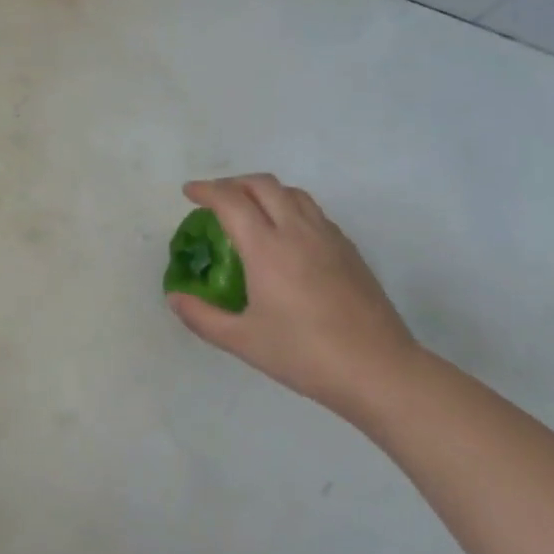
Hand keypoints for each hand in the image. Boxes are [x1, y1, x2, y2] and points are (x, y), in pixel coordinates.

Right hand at [167, 175, 421, 417]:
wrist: (379, 370)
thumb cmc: (304, 355)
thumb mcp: (242, 341)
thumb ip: (201, 317)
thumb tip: (175, 298)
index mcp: (267, 248)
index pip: (231, 201)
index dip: (206, 190)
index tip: (189, 193)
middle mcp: (297, 232)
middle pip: (263, 185)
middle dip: (233, 183)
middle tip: (215, 198)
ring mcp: (328, 238)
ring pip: (293, 193)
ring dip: (264, 191)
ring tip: (249, 210)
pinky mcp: (349, 251)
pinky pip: (314, 212)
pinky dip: (290, 208)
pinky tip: (285, 236)